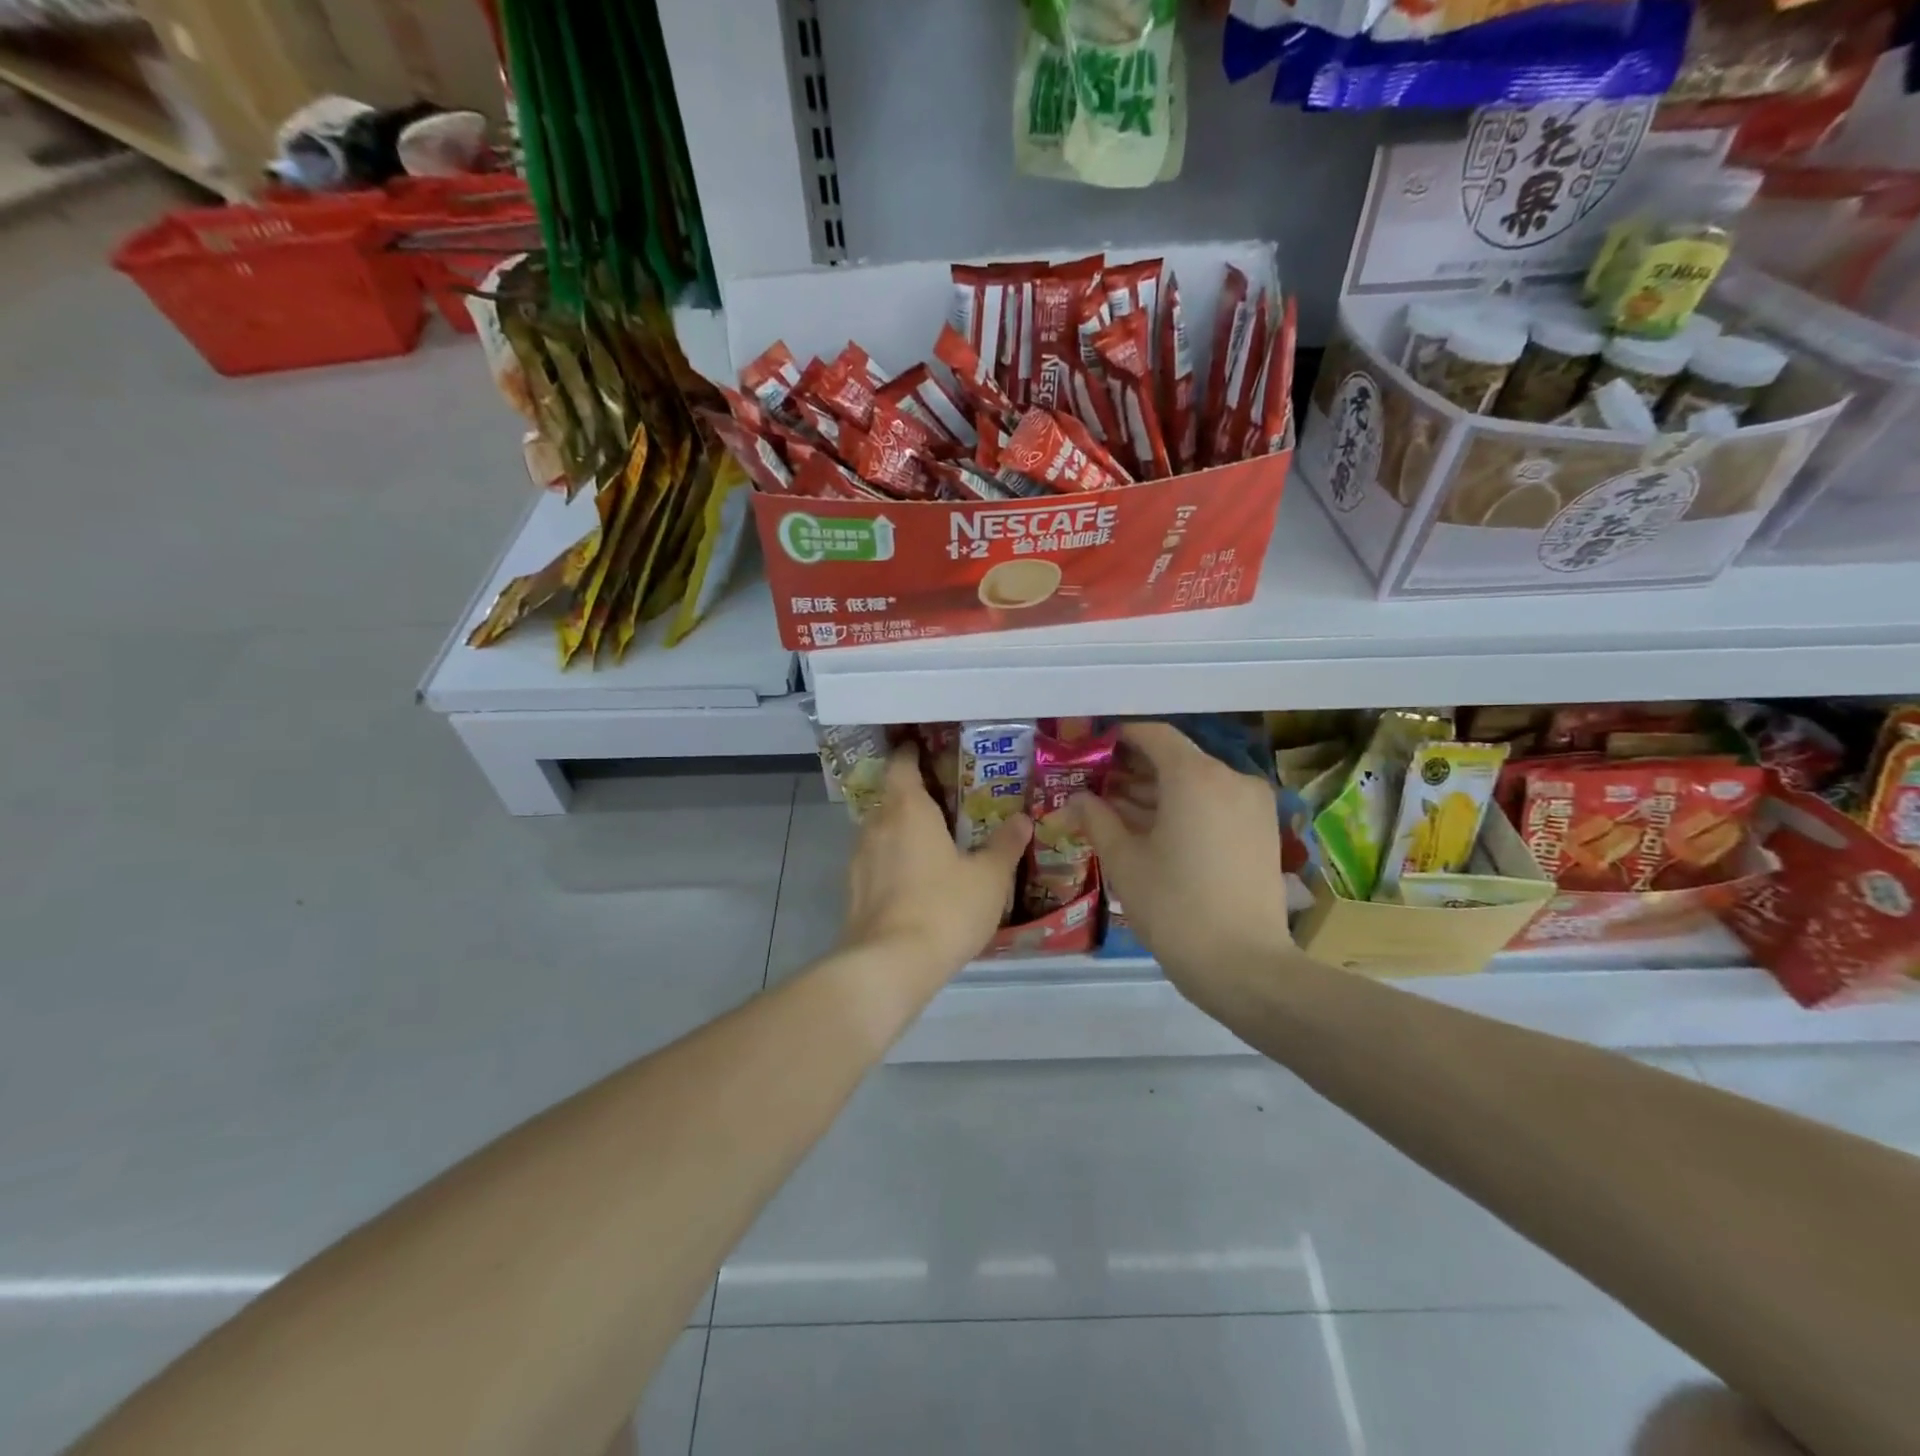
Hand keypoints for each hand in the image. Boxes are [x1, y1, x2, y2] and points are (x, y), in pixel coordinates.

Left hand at [837, 744, 1031, 982]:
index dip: (911, 754)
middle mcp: (877, 825)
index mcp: (907, 809)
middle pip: (890, 798)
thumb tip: (1022, 819)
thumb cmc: (945, 908)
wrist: (890, 965)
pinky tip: (914, 882)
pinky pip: (875, 862)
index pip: (901, 765)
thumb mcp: (989, 877)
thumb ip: (1005, 845)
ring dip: (900, 832)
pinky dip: (892, 862)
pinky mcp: (852, 891)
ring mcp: (859, 859)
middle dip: (912, 797)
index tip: (925, 751)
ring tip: (931, 843)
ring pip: (880, 832)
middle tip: (943, 803)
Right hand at [1068, 722, 1291, 1006]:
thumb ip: (1097, 819)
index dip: (1120, 737)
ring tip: (1116, 812)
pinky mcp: (1262, 830)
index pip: (1154, 735)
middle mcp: (1230, 778)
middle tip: (1096, 787)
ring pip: (1196, 784)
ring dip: (1157, 793)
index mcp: (1195, 776)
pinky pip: (1215, 804)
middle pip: (1175, 759)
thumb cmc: (1174, 907)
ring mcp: (1252, 804)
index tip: (1092, 748)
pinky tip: (1152, 831)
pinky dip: (1184, 809)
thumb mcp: (1124, 862)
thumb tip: (1076, 798)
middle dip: (1134, 770)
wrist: (1244, 966)